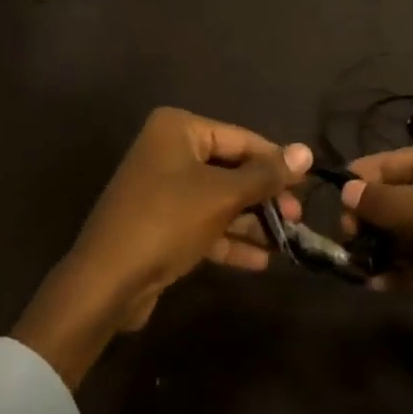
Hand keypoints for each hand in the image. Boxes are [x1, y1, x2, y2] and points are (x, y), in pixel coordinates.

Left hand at [15, 107, 310, 386]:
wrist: (105, 285)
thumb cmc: (166, 222)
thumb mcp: (222, 196)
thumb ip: (265, 174)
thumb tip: (307, 151)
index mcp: (178, 129)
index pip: (241, 139)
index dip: (276, 162)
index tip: (307, 184)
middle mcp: (169, 151)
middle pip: (231, 169)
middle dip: (264, 196)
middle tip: (297, 218)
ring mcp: (162, 189)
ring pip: (219, 199)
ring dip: (250, 221)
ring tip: (287, 241)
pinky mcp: (160, 225)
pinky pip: (203, 224)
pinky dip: (229, 239)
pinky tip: (260, 260)